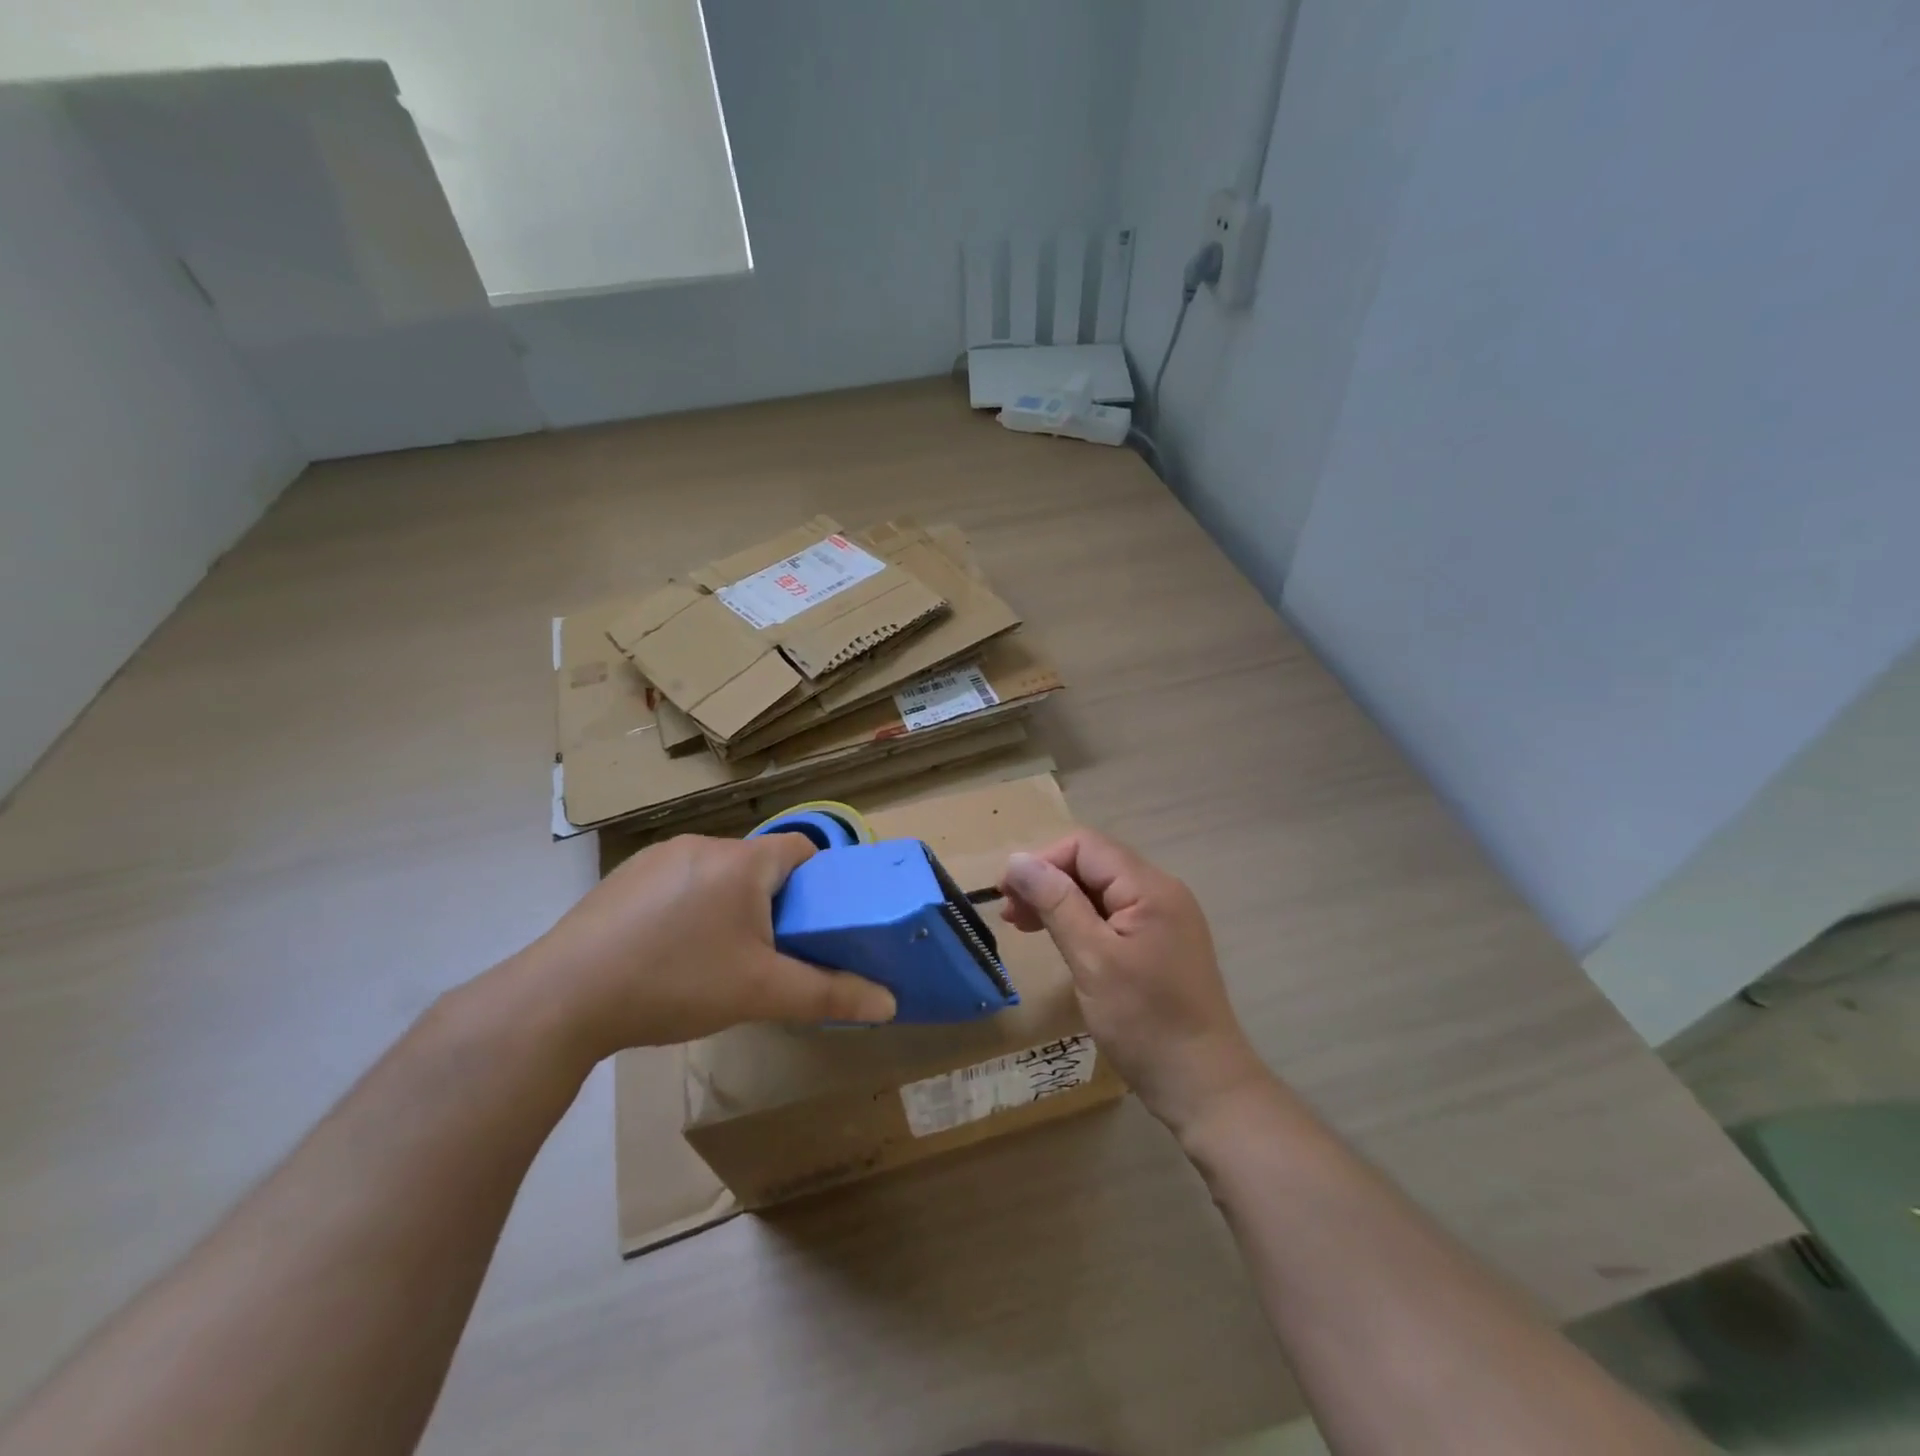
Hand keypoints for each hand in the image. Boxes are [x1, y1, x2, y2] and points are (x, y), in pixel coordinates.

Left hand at [514, 833, 895, 1060]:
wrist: (563, 998)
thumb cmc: (677, 982)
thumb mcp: (761, 993)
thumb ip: (829, 994)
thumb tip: (889, 1003)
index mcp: (743, 861)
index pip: (802, 849)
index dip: (818, 882)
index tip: (815, 922)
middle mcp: (702, 844)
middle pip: (759, 864)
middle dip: (772, 901)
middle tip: (768, 951)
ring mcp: (656, 856)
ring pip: (715, 873)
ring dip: (727, 904)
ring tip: (715, 957)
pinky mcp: (622, 876)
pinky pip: (675, 882)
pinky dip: (686, 907)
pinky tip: (666, 952)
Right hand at [1000, 830, 1269, 1135]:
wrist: (1203, 1086)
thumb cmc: (1144, 1022)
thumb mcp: (1092, 959)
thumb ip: (1055, 903)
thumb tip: (1016, 861)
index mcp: (1150, 888)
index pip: (1086, 846)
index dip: (1042, 862)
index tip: (1007, 895)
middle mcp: (1161, 892)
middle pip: (1093, 864)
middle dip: (1047, 881)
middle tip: (1011, 916)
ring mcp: (1164, 918)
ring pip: (1101, 890)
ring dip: (1060, 901)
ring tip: (1024, 926)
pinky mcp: (1160, 943)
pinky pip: (1113, 915)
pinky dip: (1081, 921)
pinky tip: (1060, 939)